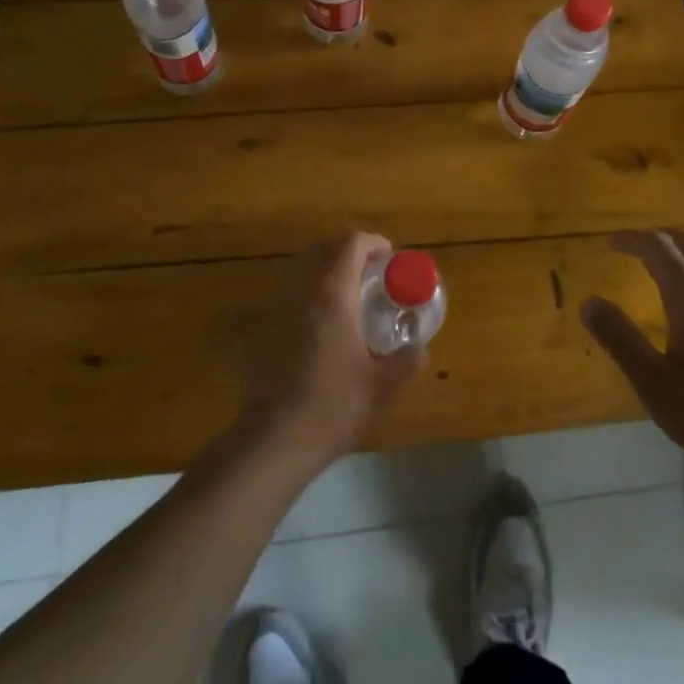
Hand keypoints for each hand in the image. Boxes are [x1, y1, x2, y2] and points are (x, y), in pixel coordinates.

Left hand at [238, 233, 423, 473]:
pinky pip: (289, 293)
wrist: (274, 440)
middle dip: (348, 251)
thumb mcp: (381, 387)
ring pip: (302, 268)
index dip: (373, 243)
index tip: (390, 260)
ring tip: (347, 297)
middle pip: (323, 248)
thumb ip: (405, 361)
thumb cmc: (332, 407)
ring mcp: (278, 307)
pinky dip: (308, 293)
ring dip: (325, 269)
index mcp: (333, 294)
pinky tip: (321, 326)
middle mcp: (303, 290)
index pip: (351, 244)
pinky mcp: (263, 328)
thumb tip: (420, 348)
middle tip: (370, 275)